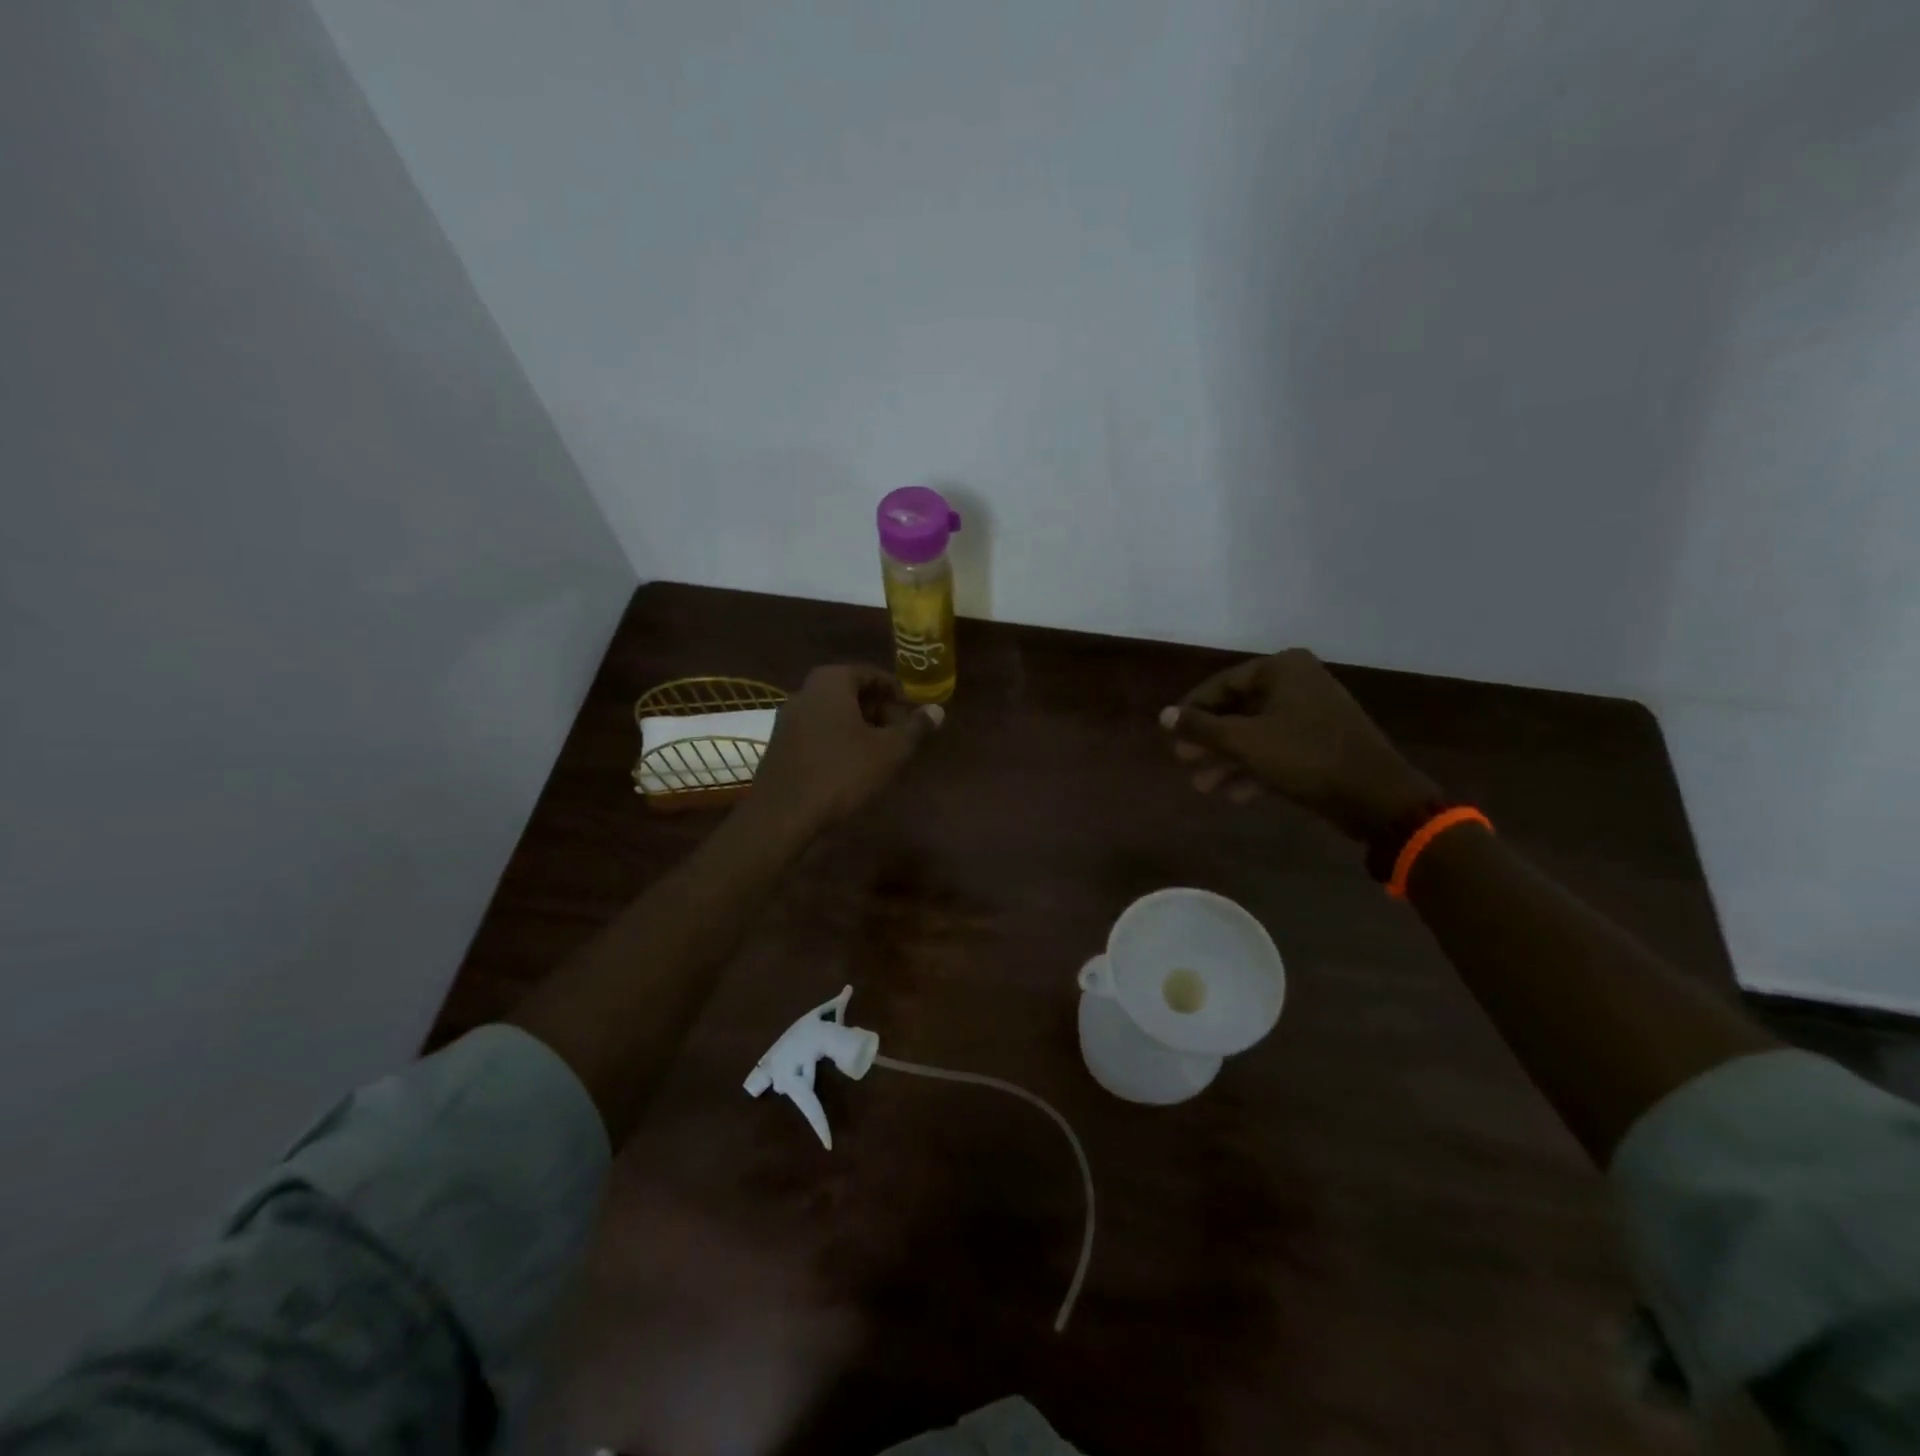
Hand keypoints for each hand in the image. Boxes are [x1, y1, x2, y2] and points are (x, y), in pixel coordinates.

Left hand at [750, 665, 941, 835]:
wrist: (783, 814)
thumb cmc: (842, 773)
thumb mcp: (889, 751)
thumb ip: (915, 728)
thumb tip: (937, 710)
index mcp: (831, 682)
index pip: (871, 674)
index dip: (896, 693)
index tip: (912, 715)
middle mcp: (805, 691)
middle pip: (850, 691)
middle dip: (878, 710)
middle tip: (899, 735)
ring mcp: (787, 718)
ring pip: (833, 713)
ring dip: (859, 727)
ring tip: (880, 753)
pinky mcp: (780, 744)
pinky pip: (817, 731)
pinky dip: (838, 740)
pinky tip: (851, 767)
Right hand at [1160, 649, 1436, 841]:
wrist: (1375, 795)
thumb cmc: (1305, 756)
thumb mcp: (1244, 741)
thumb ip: (1200, 727)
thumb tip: (1163, 715)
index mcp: (1282, 668)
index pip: (1221, 685)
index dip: (1192, 711)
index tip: (1170, 736)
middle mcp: (1297, 682)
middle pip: (1237, 709)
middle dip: (1209, 740)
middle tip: (1183, 761)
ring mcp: (1311, 712)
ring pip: (1255, 732)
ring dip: (1227, 759)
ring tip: (1202, 786)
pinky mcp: (1320, 741)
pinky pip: (1276, 748)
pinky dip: (1254, 767)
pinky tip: (1234, 794)